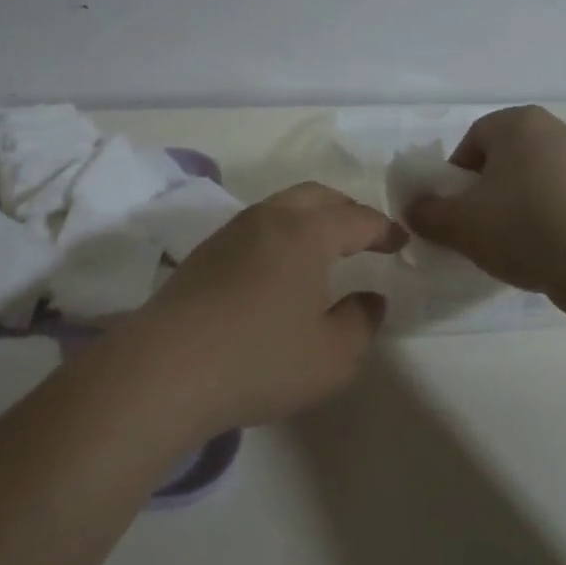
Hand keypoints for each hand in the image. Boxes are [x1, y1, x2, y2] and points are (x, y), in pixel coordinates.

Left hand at [114, 183, 406, 439]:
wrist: (165, 368)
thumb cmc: (259, 359)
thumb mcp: (332, 356)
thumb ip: (361, 322)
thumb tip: (370, 298)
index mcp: (305, 233)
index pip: (355, 217)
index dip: (383, 228)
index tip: (400, 242)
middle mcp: (267, 219)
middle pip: (315, 196)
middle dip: (346, 210)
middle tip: (365, 235)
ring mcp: (229, 233)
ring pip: (280, 207)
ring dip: (309, 217)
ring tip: (324, 247)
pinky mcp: (203, 254)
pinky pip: (255, 227)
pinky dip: (280, 234)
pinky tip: (279, 267)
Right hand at [404, 105, 565, 295]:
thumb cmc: (524, 229)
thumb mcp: (458, 225)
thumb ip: (426, 212)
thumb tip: (415, 209)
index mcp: (518, 123)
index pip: (472, 140)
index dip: (455, 176)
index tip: (455, 210)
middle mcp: (557, 130)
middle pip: (505, 157)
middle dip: (486, 189)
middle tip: (478, 226)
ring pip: (535, 178)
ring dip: (517, 204)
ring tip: (513, 243)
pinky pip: (564, 198)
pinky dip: (548, 217)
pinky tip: (546, 250)